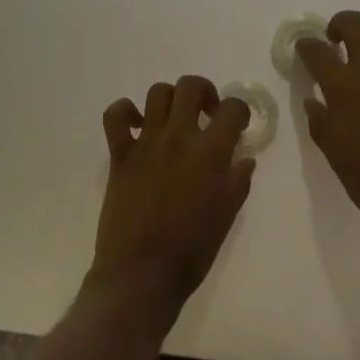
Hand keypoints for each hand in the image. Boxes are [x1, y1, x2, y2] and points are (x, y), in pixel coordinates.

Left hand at [87, 75, 253, 328]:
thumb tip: (244, 159)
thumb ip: (238, 181)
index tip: (237, 124)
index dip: (240, 110)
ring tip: (174, 120)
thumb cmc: (192, 250)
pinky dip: (125, 111)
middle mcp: (178, 137)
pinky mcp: (120, 154)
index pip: (233, 108)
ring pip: (157, 93)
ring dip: (170, 99)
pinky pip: (116, 116)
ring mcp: (146, 142)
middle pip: (190, 86)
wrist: (142, 273)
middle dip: (204, 92)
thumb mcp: (227, 216)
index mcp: (211, 153)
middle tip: (206, 113)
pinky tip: (137, 126)